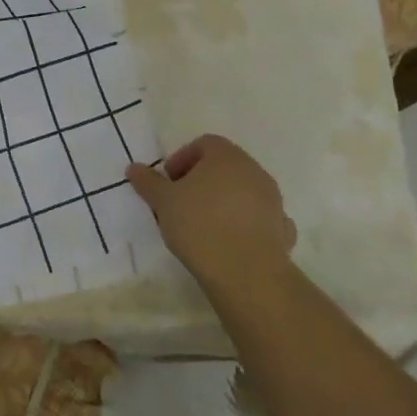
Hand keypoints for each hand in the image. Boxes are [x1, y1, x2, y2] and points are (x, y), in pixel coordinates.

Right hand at [127, 134, 294, 291]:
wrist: (246, 272)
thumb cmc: (199, 225)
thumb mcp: (163, 201)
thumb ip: (148, 182)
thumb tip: (134, 168)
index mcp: (226, 156)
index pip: (204, 144)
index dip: (182, 159)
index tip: (168, 183)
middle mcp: (254, 171)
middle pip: (224, 167)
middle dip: (201, 181)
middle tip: (181, 203)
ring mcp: (273, 200)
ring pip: (243, 192)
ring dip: (223, 202)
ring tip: (202, 226)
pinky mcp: (282, 229)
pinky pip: (259, 218)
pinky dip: (245, 224)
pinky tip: (230, 242)